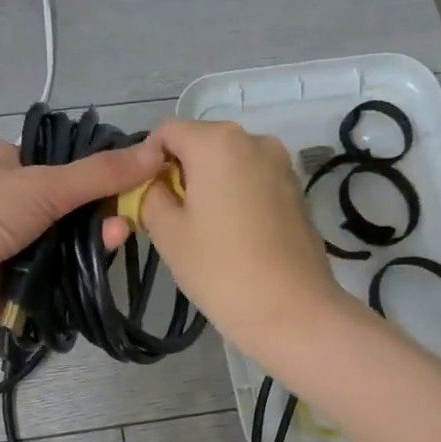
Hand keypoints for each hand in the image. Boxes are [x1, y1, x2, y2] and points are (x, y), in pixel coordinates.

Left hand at [0, 137, 163, 346]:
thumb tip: (156, 152)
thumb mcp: (45, 183)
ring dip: (89, 244)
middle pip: (65, 206)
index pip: (58, 162)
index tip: (132, 180)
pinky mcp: (10, 282)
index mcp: (1, 162)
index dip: (95, 171)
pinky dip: (74, 274)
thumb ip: (100, 174)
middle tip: (131, 217)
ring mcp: (5, 243)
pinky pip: (52, 276)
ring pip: (61, 242)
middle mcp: (3, 200)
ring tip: (118, 240)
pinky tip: (100, 269)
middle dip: (97, 213)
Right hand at [139, 119, 348, 357]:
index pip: (167, 131)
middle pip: (201, 143)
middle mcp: (253, 139)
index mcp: (217, 141)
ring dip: (209, 184)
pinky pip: (253, 180)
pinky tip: (233, 234)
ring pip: (229, 162)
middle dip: (180, 171)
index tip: (144, 197)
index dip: (147, 160)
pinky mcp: (296, 189)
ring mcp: (281, 164)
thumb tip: (155, 184)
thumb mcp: (167, 231)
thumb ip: (150, 195)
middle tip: (170, 217)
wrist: (292, 309)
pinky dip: (236, 195)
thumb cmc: (220, 268)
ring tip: (203, 229)